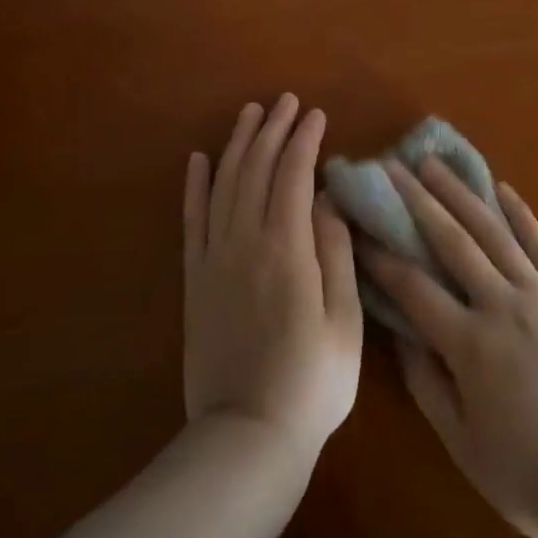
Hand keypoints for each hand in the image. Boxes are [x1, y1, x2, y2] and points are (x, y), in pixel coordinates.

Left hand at [183, 95, 363, 462]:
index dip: (304, 141)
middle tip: (286, 101)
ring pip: (224, 184)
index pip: (293, 176)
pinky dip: (195, 185)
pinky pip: (192, 220)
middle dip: (273, 130)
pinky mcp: (195, 278)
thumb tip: (328, 199)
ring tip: (250, 113)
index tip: (316, 115)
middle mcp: (246, 242)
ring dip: (238, 144)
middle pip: (256, 170)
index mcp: (287, 249)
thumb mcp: (345, 321)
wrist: (246, 436)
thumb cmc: (312, 382)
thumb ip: (336, 253)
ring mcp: (215, 258)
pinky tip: (199, 159)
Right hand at [362, 158, 537, 537]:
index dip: (382, 256)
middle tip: (392, 167)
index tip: (359, 226)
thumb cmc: (533, 474)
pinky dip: (521, 214)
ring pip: (494, 231)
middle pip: (451, 242)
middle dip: (417, 201)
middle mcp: (502, 304)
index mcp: (470, 343)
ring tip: (434, 164)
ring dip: (461, 194)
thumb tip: (403, 335)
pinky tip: (503, 189)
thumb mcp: (464, 446)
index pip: (414, 287)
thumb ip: (428, 386)